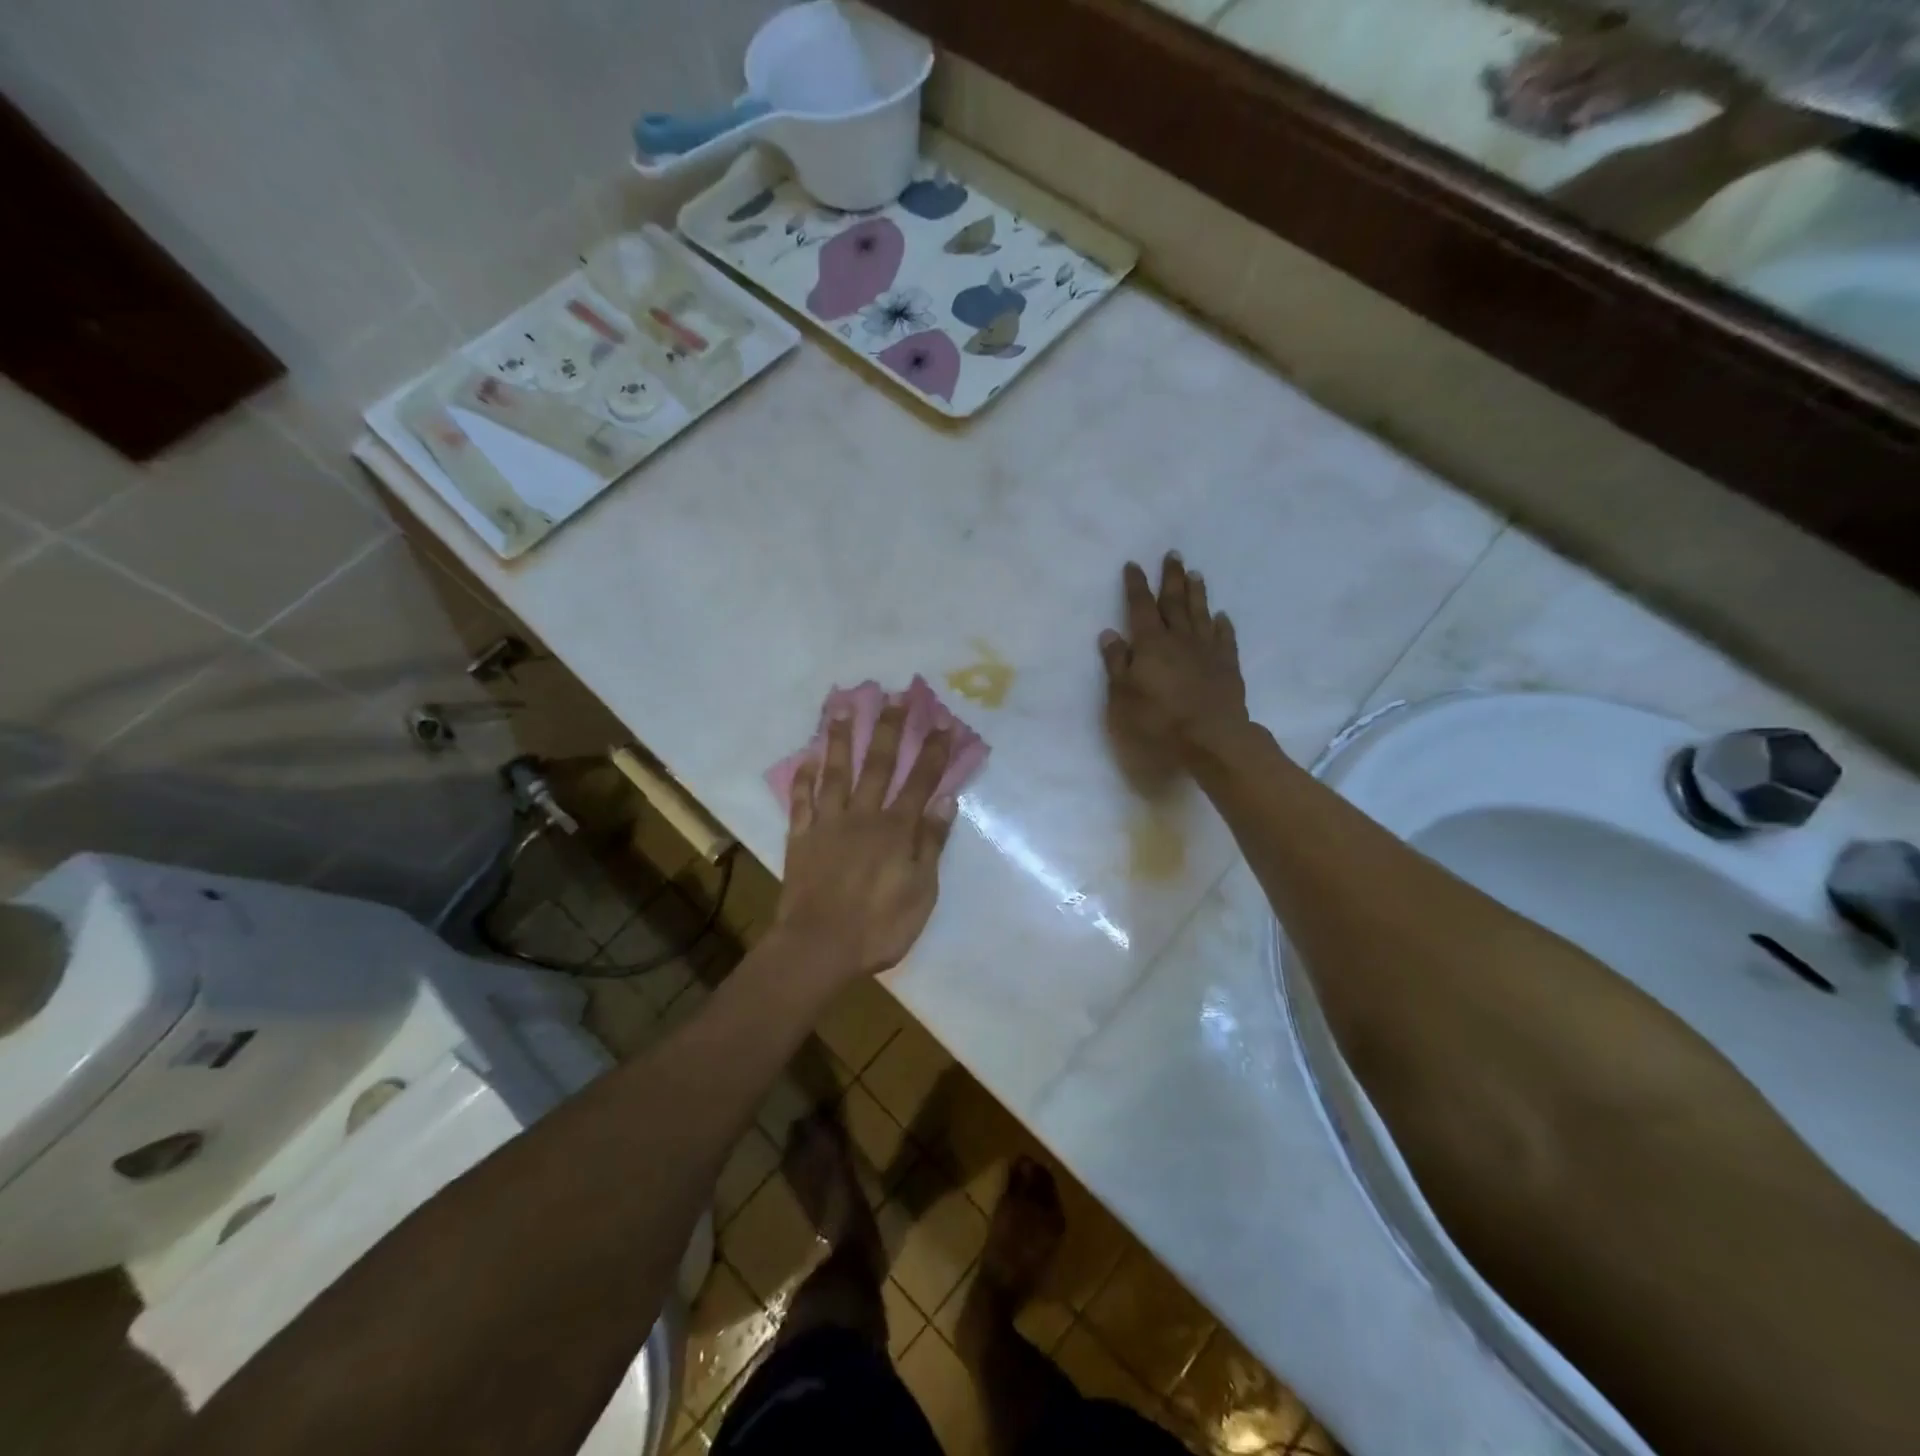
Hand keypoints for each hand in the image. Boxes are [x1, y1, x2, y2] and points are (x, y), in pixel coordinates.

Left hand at [773, 699, 956, 983]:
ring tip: (845, 705)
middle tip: (896, 694)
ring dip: (842, 737)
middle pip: (879, 764)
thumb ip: (931, 843)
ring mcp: (828, 823)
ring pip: (836, 771)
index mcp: (896, 830)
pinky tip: (808, 755)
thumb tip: (946, 800)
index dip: (934, 750)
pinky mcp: (801, 836)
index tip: (943, 720)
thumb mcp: (921, 891)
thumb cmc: (879, 927)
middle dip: (891, 728)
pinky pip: (802, 799)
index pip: (921, 781)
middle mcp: (863, 816)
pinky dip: (804, 776)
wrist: (818, 948)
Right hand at [1100, 553, 1248, 775]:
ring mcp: (1207, 651)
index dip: (1136, 585)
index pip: (1140, 607)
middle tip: (1173, 555)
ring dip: (1197, 593)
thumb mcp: (1122, 697)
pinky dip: (1221, 625)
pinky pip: (1224, 638)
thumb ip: (1116, 664)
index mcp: (1151, 644)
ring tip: (1196, 574)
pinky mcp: (1227, 666)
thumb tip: (1110, 634)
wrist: (1211, 739)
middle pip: (1174, 602)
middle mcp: (1179, 639)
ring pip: (1200, 614)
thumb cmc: (1157, 721)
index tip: (1134, 565)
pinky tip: (1221, 616)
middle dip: (1171, 578)